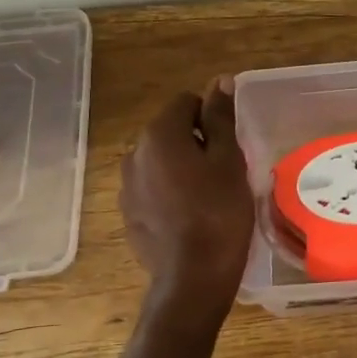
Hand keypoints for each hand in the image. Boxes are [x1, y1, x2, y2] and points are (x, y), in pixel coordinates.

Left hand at [120, 79, 254, 314]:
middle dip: (196, 142)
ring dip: (182, 168)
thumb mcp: (229, 160)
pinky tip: (191, 216)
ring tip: (209, 195)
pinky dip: (170, 192)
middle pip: (170, 131)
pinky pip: (152, 189)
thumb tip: (220, 81)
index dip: (211, 117)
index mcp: (159, 135)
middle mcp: (134, 154)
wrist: (193, 276)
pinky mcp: (128, 214)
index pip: (186, 102)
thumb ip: (220, 118)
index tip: (230, 145)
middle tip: (225, 170)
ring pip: (160, 161)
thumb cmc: (219, 212)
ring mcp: (126, 186)